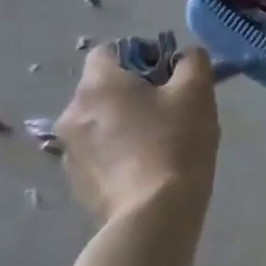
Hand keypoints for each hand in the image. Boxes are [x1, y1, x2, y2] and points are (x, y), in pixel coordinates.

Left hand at [55, 46, 220, 225]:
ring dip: (125, 123)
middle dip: (135, 92)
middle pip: (105, 88)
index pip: (109, 51)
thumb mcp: (197, 92)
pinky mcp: (76, 182)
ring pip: (101, 121)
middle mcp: (72, 113)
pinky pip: (99, 152)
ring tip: (161, 142)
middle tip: (171, 109)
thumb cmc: (176, 143)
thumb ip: (192, 62)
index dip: (141, 56)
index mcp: (98, 85)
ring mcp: (69, 151)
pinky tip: (147, 168)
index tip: (169, 77)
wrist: (154, 214)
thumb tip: (184, 57)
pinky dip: (119, 152)